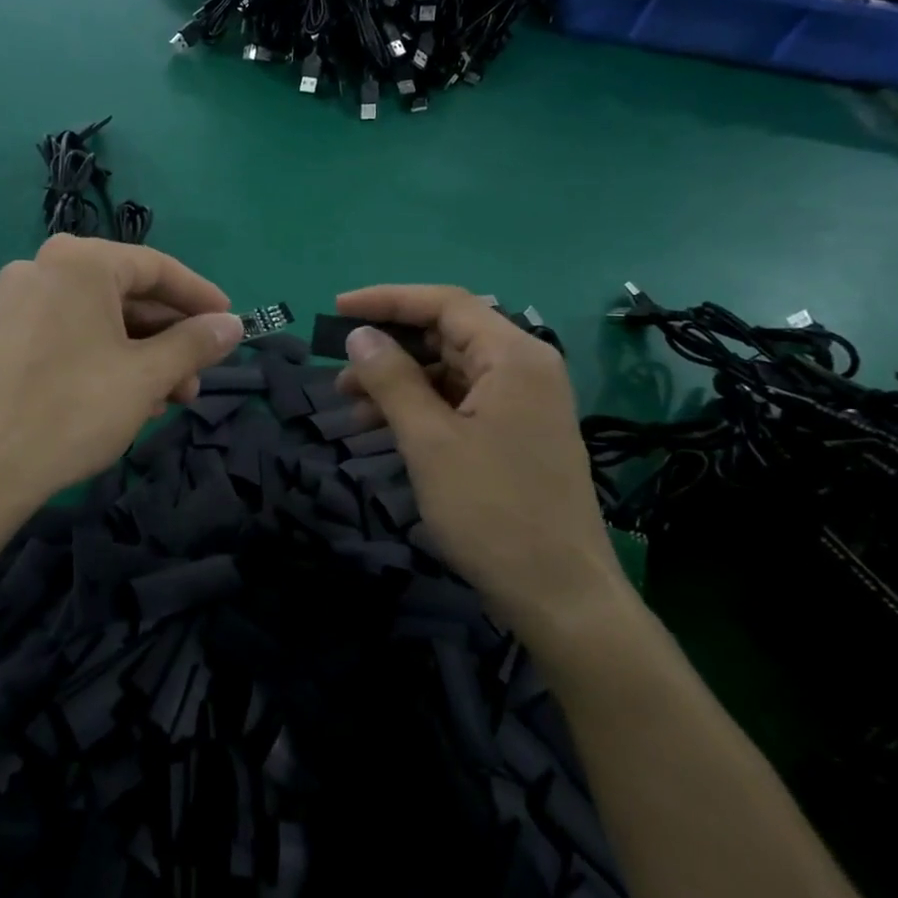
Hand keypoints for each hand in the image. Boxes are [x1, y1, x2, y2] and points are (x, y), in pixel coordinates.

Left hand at [0, 236, 242, 547]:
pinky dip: (106, 360)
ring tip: (168, 399)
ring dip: (141, 355)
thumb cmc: (73, 408)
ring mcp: (18, 303)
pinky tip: (128, 400)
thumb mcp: (147, 375)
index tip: (230, 322)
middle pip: (127, 295)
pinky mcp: (4, 337)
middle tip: (198, 376)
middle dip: (169, 338)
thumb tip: (232, 325)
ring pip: (100, 320)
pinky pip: (71, 336)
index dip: (200, 297)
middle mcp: (44, 269)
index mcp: (79, 262)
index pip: (157, 267)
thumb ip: (195, 343)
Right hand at [334, 286, 626, 639]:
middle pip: (447, 334)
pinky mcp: (516, 433)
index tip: (337, 309)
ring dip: (399, 381)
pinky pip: (460, 402)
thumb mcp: (429, 441)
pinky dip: (420, 407)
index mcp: (514, 357)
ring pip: (449, 371)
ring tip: (350, 405)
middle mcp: (524, 369)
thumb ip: (391, 380)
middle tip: (339, 367)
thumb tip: (359, 336)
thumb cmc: (492, 511)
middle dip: (389, 347)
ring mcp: (523, 403)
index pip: (444, 304)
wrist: (559, 596)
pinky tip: (383, 427)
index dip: (387, 300)